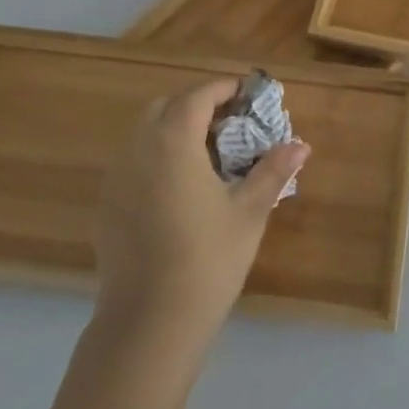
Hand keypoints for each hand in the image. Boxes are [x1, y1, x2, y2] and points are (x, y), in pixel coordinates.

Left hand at [94, 78, 309, 352]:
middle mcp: (137, 149)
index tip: (249, 93)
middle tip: (232, 123)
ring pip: (145, 133)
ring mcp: (116, 177)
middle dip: (198, 105)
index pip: (198, 96)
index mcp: (173, 142)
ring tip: (210, 154)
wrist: (150, 320)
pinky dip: (158, 156)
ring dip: (175, 129)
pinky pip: (134, 161)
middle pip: (165, 107)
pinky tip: (182, 188)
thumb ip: (273, 171)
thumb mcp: (249, 211)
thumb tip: (301, 145)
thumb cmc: (208, 259)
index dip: (225, 88)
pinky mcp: (107, 204)